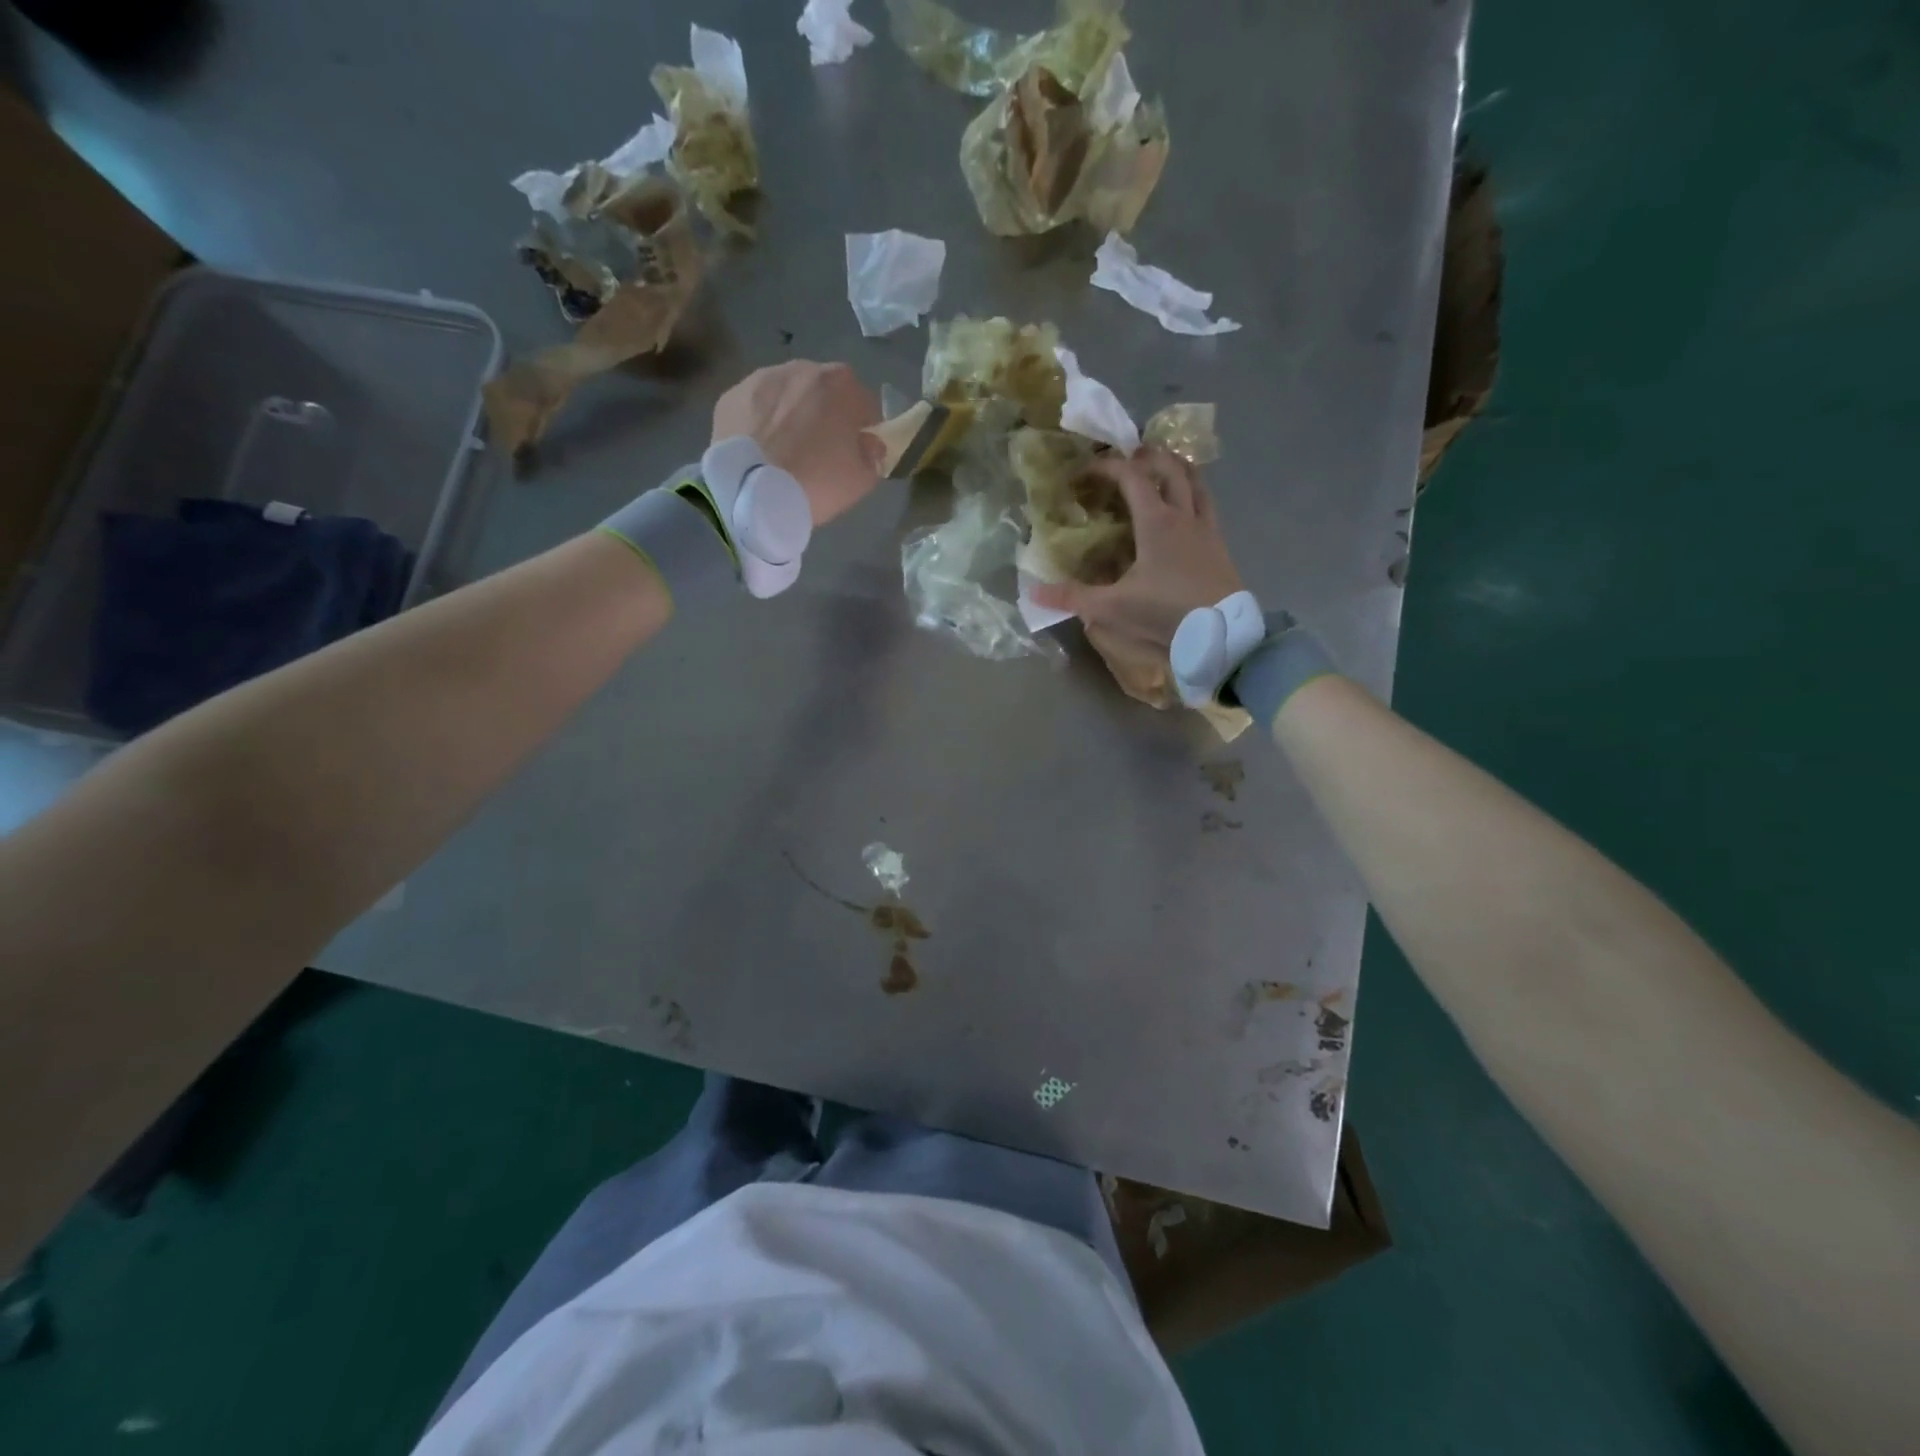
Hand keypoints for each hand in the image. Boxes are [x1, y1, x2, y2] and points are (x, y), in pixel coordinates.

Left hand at [712, 361, 884, 526]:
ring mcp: (761, 378)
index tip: (857, 448)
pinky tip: (761, 449)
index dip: (864, 426)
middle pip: (822, 391)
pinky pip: (756, 407)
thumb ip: (873, 455)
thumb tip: (870, 443)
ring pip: (786, 395)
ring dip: (791, 414)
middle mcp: (801, 369)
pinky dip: (761, 422)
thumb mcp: (861, 479)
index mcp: (839, 384)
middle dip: (825, 414)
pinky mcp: (731, 396)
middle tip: (820, 449)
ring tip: (786, 449)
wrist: (751, 493)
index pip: (864, 402)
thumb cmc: (817, 482)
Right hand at [1028, 446, 1243, 651]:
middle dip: (1148, 456)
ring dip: (1178, 468)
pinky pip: (1208, 506)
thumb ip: (1073, 598)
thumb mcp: (1113, 608)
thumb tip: (1033, 592)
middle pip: (1170, 468)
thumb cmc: (1166, 612)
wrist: (1221, 633)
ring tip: (1163, 468)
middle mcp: (1184, 516)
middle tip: (1129, 456)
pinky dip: (1194, 495)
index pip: (1131, 476)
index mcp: (1156, 522)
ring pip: (1197, 482)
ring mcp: (1207, 529)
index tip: (1085, 472)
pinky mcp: (1220, 546)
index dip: (1107, 467)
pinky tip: (1187, 510)